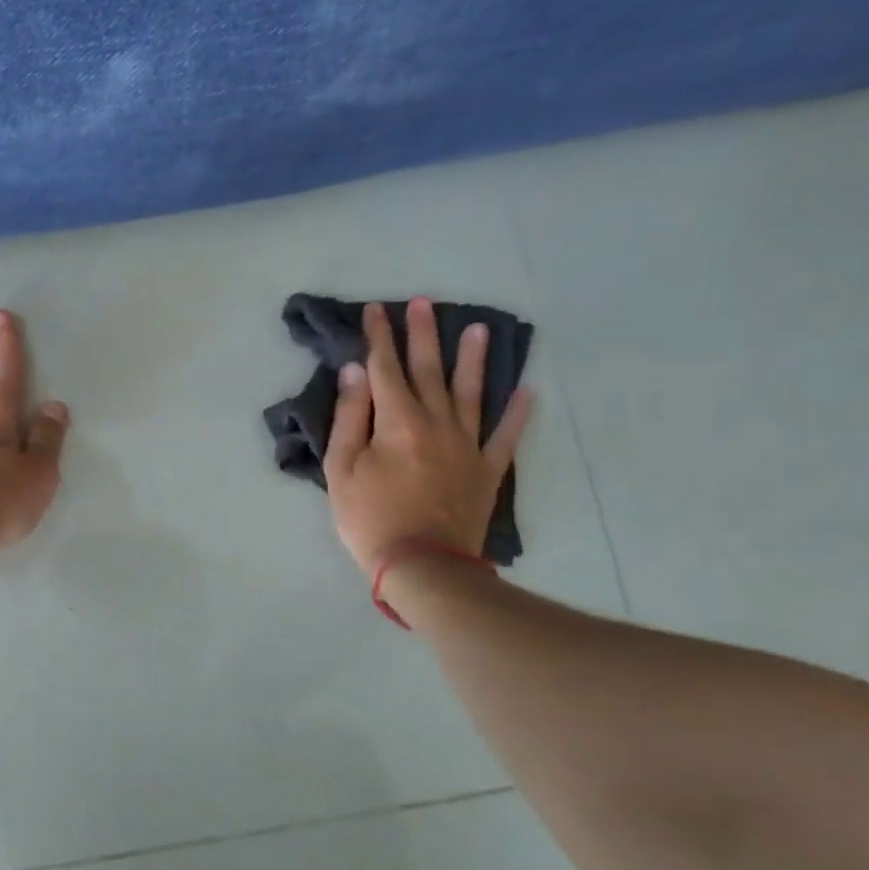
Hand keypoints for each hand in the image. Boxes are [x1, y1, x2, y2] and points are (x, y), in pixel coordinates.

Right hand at [324, 298, 531, 575]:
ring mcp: (467, 445)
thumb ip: (350, 417)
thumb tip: (356, 372)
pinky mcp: (487, 469)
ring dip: (473, 359)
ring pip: (471, 392)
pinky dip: (517, 413)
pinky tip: (527, 391)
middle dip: (423, 334)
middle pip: (428, 369)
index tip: (376, 309)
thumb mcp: (341, 469)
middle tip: (424, 302)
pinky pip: (505, 435)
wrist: (423, 567)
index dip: (379, 336)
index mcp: (397, 421)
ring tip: (478, 329)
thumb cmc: (371, 518)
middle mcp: (436, 422)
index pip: (385, 367)